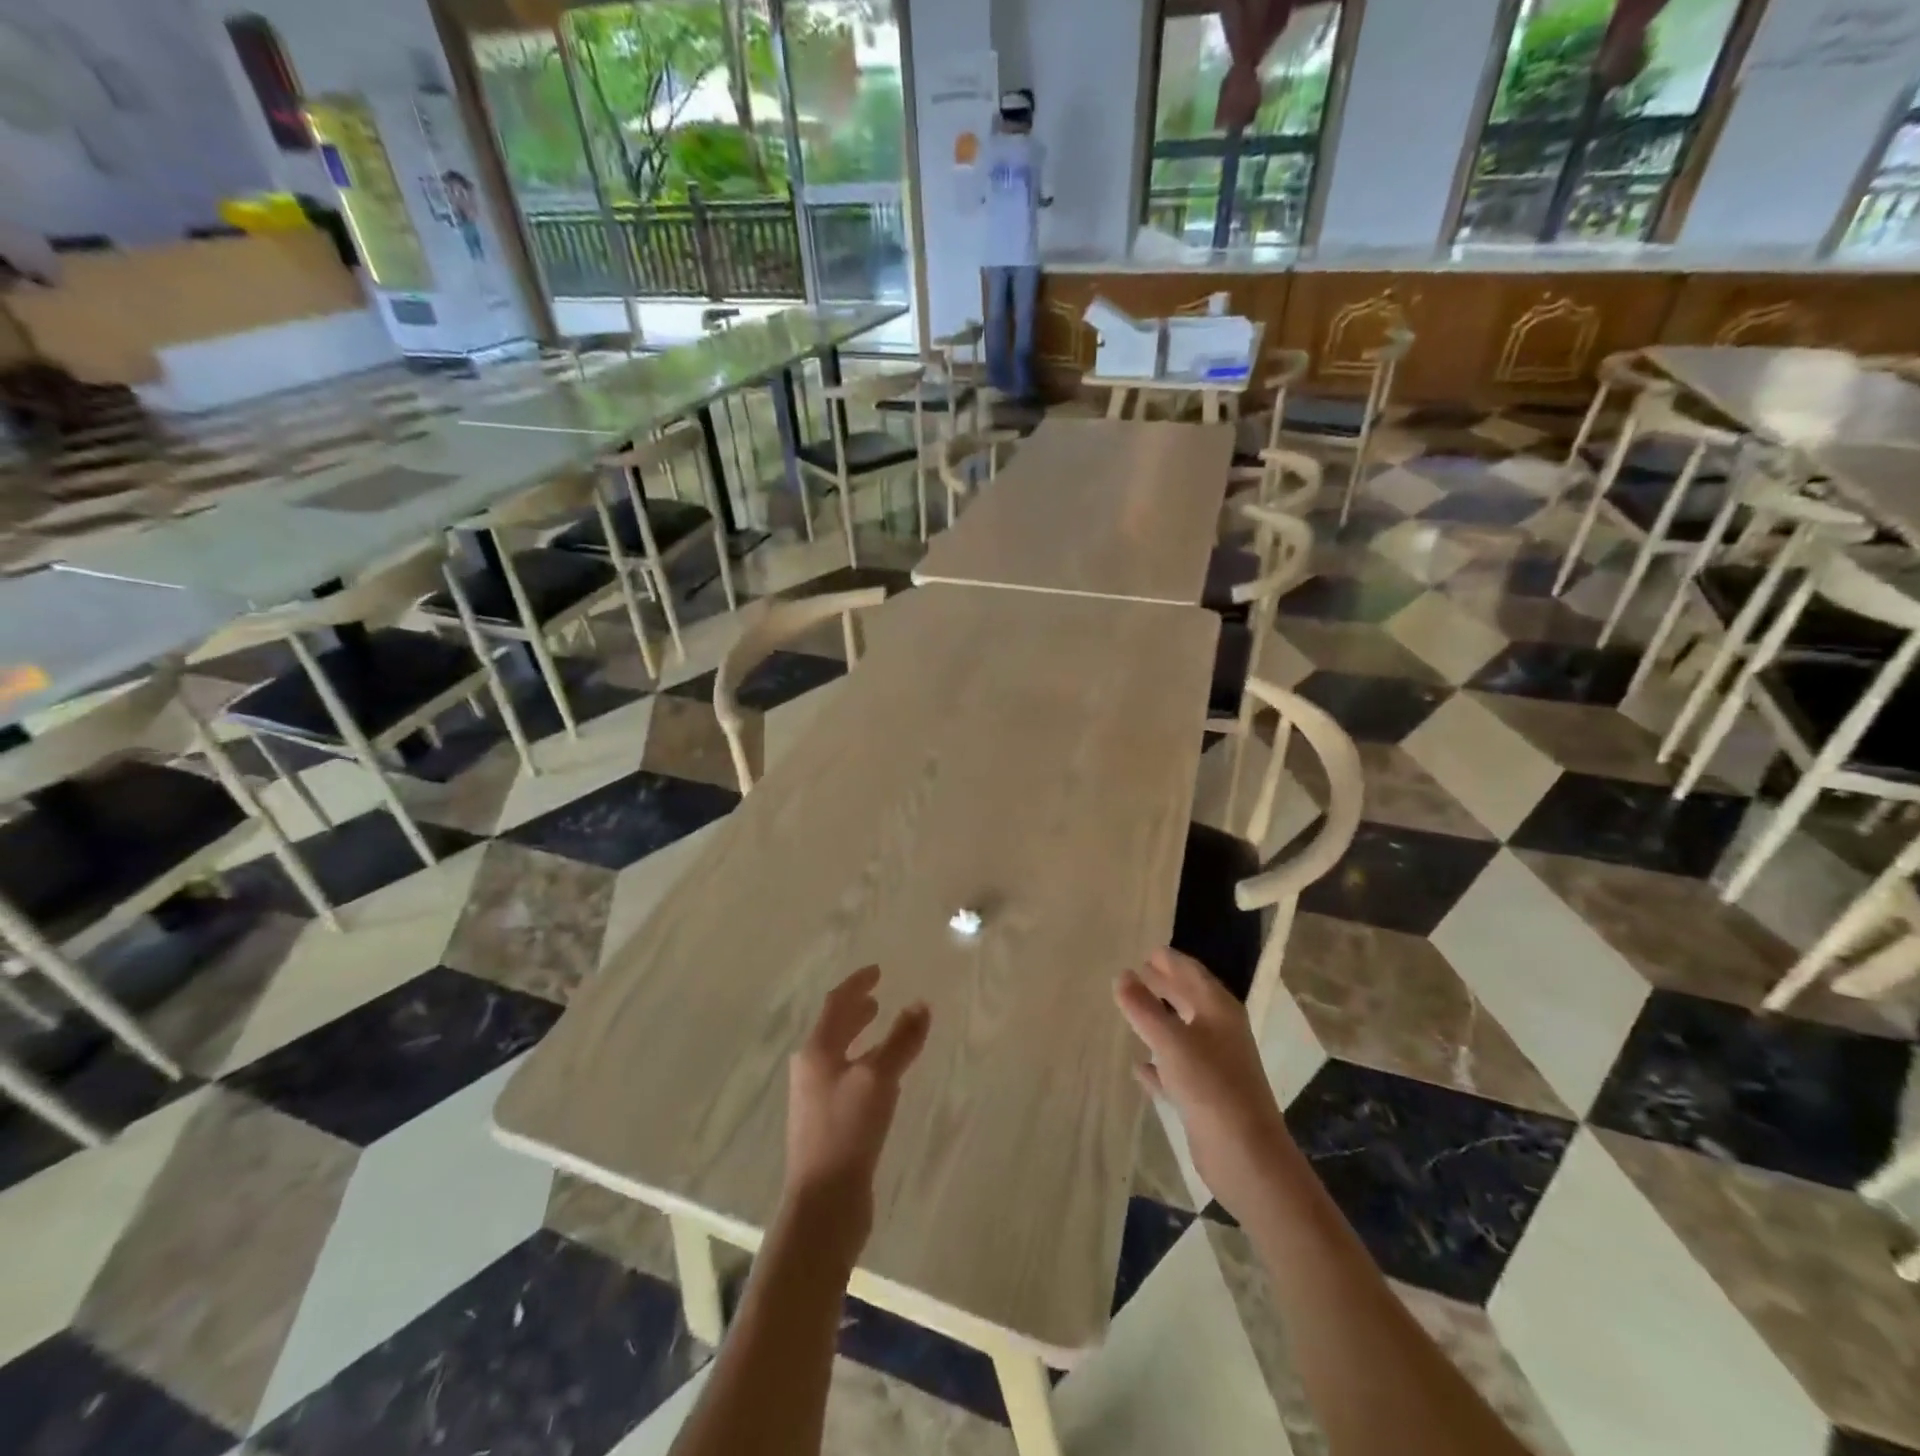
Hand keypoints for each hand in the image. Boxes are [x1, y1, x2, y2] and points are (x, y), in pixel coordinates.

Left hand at [783, 966, 930, 1256]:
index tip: (877, 970)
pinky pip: (848, 1078)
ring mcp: (817, 1099)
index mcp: (816, 1052)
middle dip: (855, 1010)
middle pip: (834, 1029)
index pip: (835, 1004)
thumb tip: (921, 1004)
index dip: (857, 984)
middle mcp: (811, 1070)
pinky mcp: (828, 1125)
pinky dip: (864, 1063)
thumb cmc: (848, 1131)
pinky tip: (883, 1077)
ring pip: (840, 1054)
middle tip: (877, 997)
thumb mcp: (879, 1079)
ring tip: (881, 1028)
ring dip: (860, 1037)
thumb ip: (901, 1040)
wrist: (824, 1204)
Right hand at [1116, 948, 1292, 1220]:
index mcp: (1218, 1010)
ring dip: (1159, 1020)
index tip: (1145, 950)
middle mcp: (1219, 1031)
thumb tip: (1122, 975)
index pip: (1191, 972)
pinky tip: (1138, 1065)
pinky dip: (1158, 1062)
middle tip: (1134, 972)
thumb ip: (1142, 1007)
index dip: (1169, 960)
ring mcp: (1214, 1064)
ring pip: (1181, 1032)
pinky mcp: (1205, 1095)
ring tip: (1131, 1009)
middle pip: (1188, 999)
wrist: (1246, 1155)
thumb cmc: (1210, 1085)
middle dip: (1164, 985)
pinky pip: (1176, 1068)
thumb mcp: (1170, 1041)